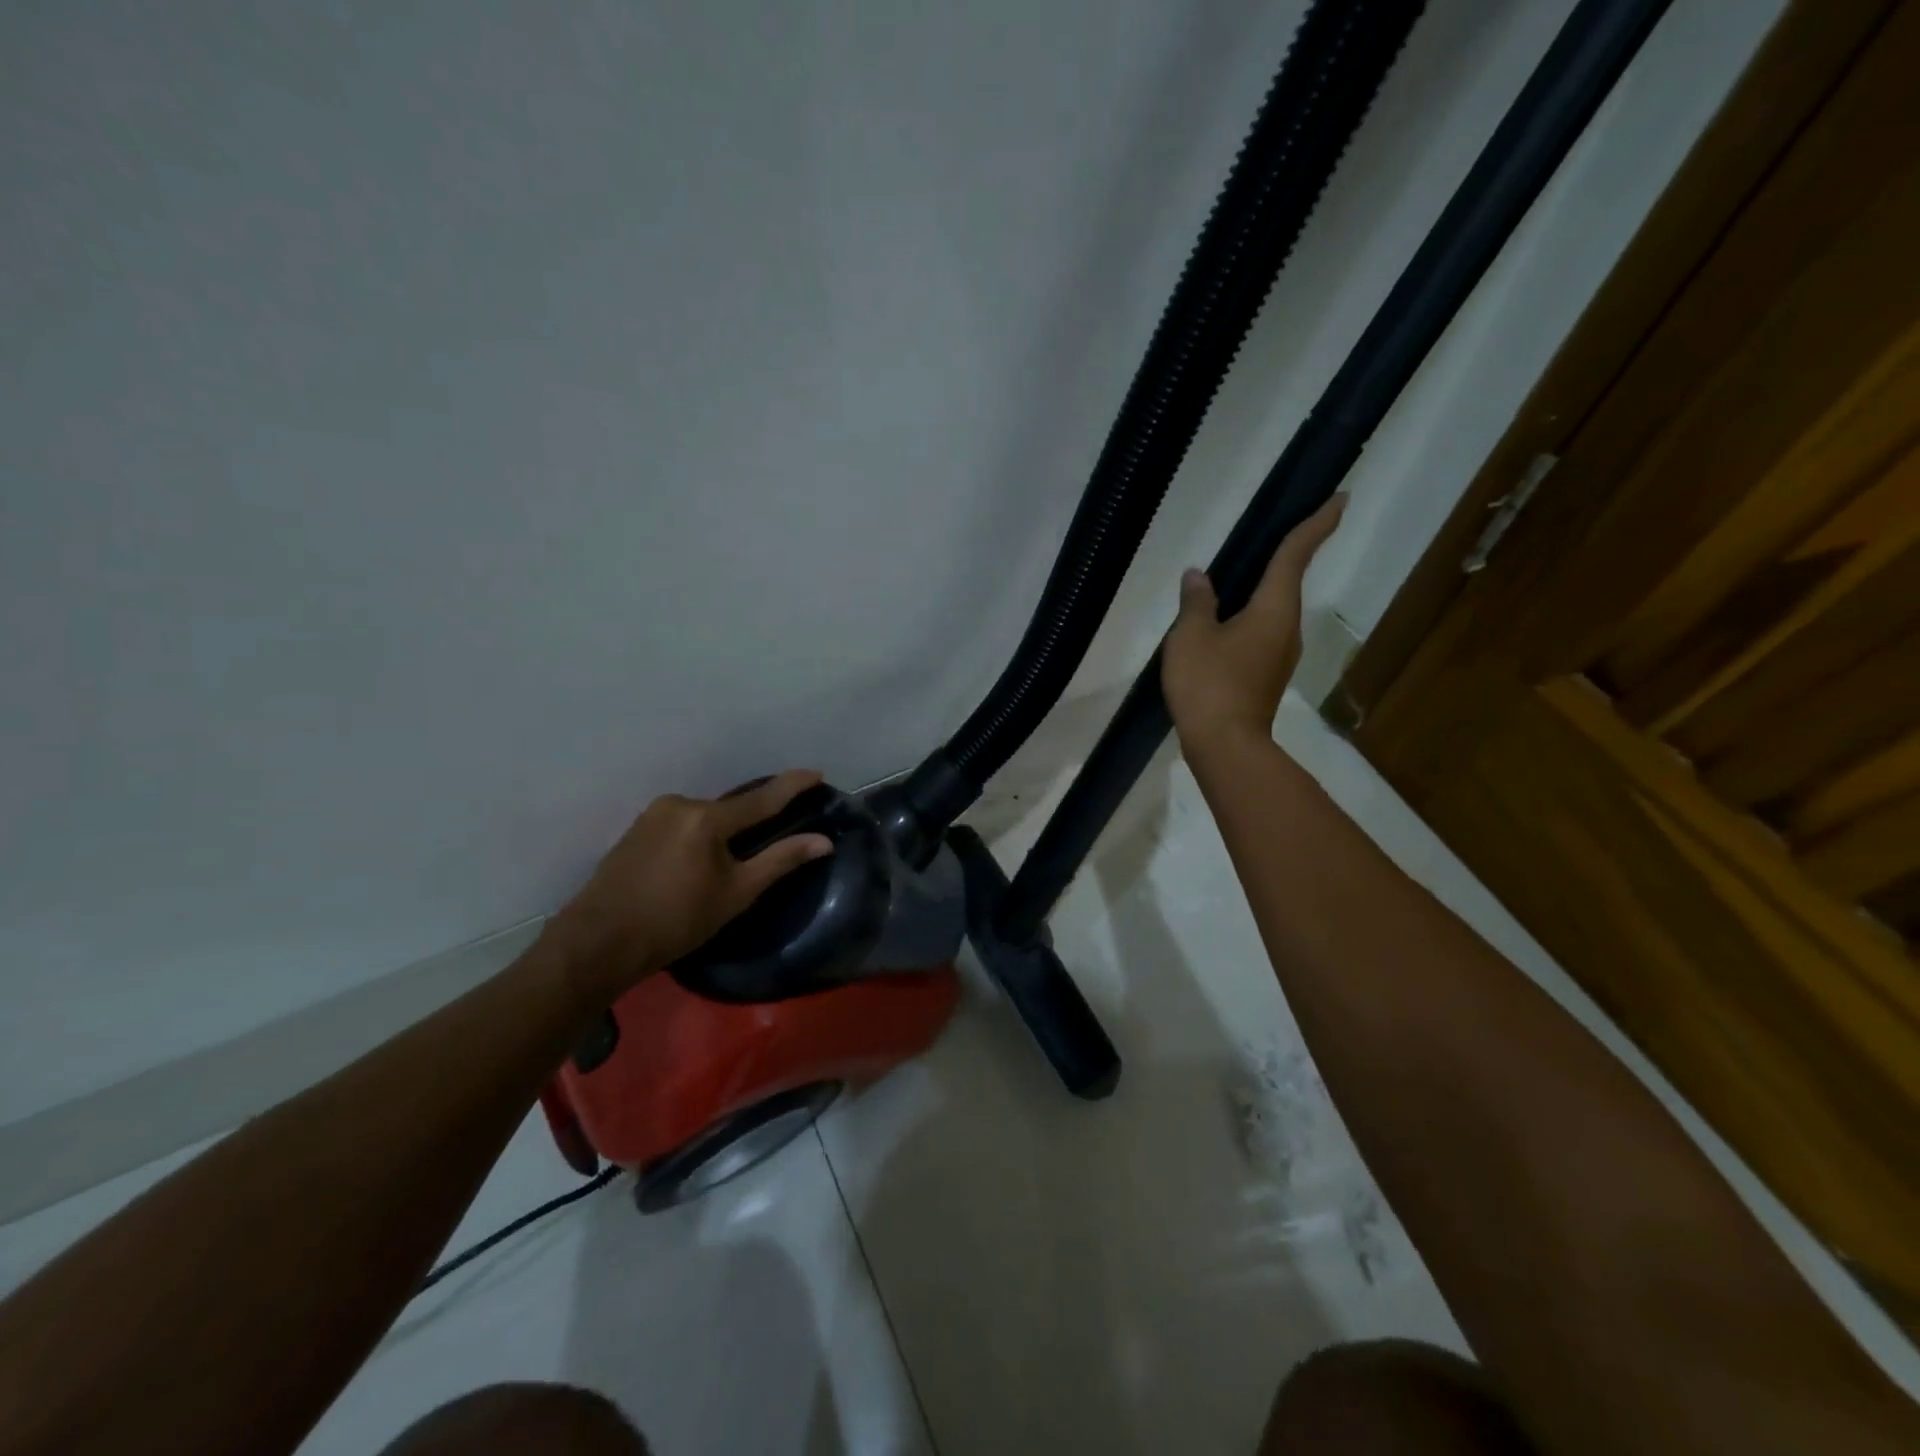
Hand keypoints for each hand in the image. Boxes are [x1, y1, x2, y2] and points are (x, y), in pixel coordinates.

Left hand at [542, 769, 833, 1000]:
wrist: (598, 942)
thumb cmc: (675, 921)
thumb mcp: (736, 894)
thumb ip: (780, 861)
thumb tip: (822, 841)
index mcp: (706, 818)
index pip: (762, 798)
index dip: (792, 785)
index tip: (817, 773)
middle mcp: (679, 804)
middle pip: (731, 808)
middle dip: (753, 820)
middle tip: (772, 838)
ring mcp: (653, 814)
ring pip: (705, 817)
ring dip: (723, 831)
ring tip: (729, 862)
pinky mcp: (636, 829)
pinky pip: (682, 824)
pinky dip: (699, 836)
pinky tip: (697, 863)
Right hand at [1162, 494, 1344, 749]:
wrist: (1224, 745)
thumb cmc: (1209, 683)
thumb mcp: (1191, 636)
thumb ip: (1196, 602)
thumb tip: (1198, 577)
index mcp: (1273, 608)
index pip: (1296, 555)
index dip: (1316, 524)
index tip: (1340, 498)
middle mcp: (1286, 627)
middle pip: (1287, 581)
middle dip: (1286, 554)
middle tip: (1275, 530)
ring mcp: (1279, 655)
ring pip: (1272, 610)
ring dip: (1261, 590)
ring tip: (1236, 578)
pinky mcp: (1266, 675)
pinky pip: (1260, 632)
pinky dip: (1248, 617)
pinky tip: (1223, 623)